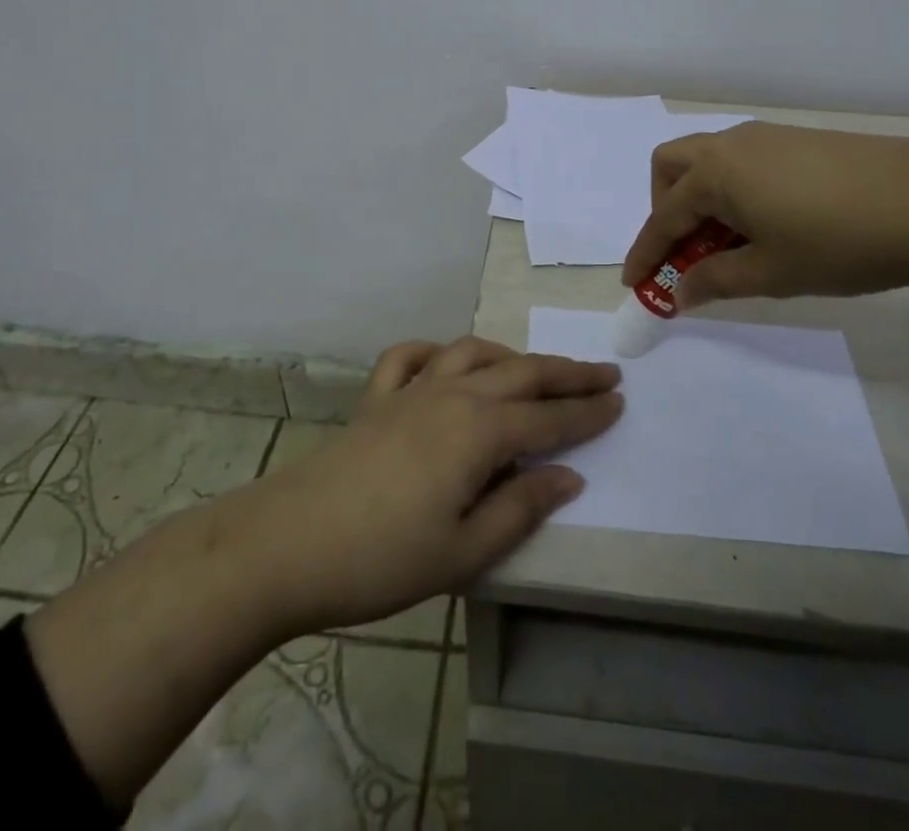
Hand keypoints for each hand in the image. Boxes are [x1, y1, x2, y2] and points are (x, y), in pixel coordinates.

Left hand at [213, 337, 621, 637]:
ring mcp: (411, 390)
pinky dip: (436, 350)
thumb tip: (569, 475)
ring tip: (534, 368)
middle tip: (603, 372)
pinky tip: (445, 362)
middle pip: (521, 374)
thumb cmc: (383, 558)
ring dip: (511, 356)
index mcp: (479, 431)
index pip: (549, 418)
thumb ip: (521, 507)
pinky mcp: (376, 399)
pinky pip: (410, 356)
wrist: (289, 543)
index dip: (588, 411)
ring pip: (473, 354)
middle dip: (566, 373)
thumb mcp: (464, 550)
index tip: (620, 400)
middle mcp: (452, 395)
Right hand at [621, 123, 908, 321]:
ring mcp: (766, 137)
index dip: (645, 254)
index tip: (633, 284)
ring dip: (700, 199)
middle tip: (686, 251)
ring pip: (708, 160)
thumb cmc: (841, 242)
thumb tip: (680, 290)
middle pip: (671, 168)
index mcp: (715, 174)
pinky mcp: (797, 140)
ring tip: (730, 242)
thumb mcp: (771, 273)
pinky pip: (741, 161)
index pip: (663, 218)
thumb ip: (716, 280)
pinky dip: (732, 190)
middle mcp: (731, 145)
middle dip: (664, 209)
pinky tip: (767, 222)